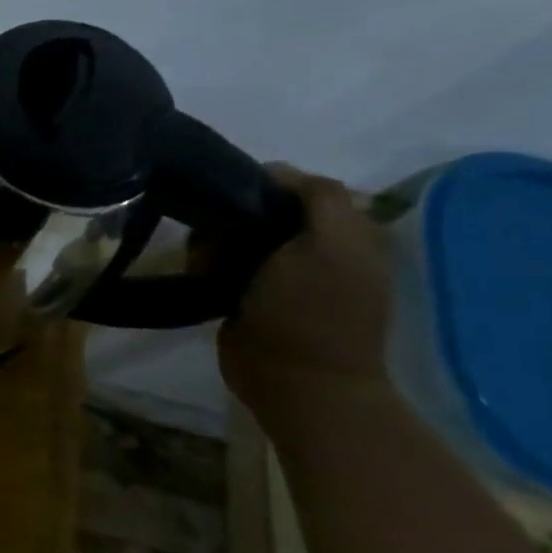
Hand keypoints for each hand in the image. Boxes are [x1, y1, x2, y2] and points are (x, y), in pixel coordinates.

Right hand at [218, 165, 395, 410]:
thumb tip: (276, 172)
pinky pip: (224, 263)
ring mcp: (284, 276)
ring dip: (217, 241)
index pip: (301, 188)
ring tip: (205, 257)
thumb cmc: (312, 310)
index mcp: (349, 234)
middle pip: (264, 210)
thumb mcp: (331, 243)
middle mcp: (320, 250)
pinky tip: (203, 272)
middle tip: (218, 232)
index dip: (267, 185)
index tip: (232, 193)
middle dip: (235, 215)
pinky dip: (209, 263)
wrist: (293, 381)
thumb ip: (319, 197)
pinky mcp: (252, 297)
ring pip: (238, 235)